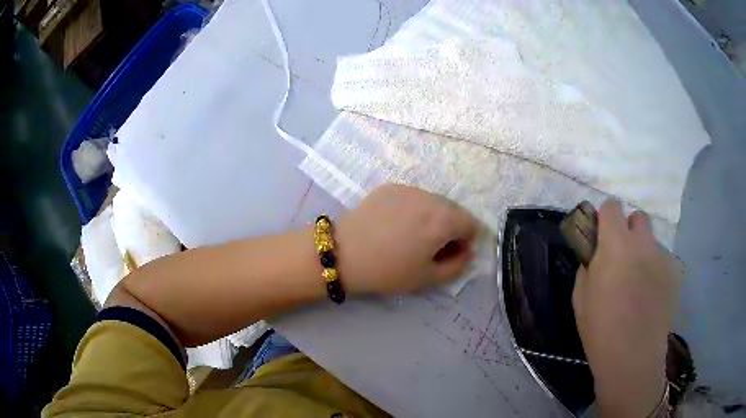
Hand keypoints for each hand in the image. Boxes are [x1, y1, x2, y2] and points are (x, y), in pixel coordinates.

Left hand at [335, 184, 478, 295]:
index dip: (466, 242)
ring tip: (410, 235)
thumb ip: (457, 265)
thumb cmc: (388, 270)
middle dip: (450, 228)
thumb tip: (467, 252)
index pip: (472, 224)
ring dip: (432, 217)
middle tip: (430, 248)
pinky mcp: (390, 187)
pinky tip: (394, 225)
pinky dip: (413, 209)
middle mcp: (431, 198)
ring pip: (433, 202)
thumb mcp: (427, 277)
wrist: (343, 253)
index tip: (449, 254)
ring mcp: (409, 189)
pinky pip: (413, 198)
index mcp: (444, 220)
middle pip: (454, 211)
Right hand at [572, 200, 678, 416]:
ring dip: (643, 253)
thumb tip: (595, 256)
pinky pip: (663, 262)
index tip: (602, 234)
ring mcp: (662, 257)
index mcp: (616, 245)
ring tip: (639, 285)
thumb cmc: (600, 330)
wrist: (632, 357)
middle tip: (623, 258)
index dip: (605, 217)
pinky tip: (650, 297)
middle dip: (629, 230)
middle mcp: (643, 243)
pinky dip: (656, 271)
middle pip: (638, 217)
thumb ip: (588, 266)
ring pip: (652, 242)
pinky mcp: (675, 273)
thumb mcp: (581, 298)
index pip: (612, 207)